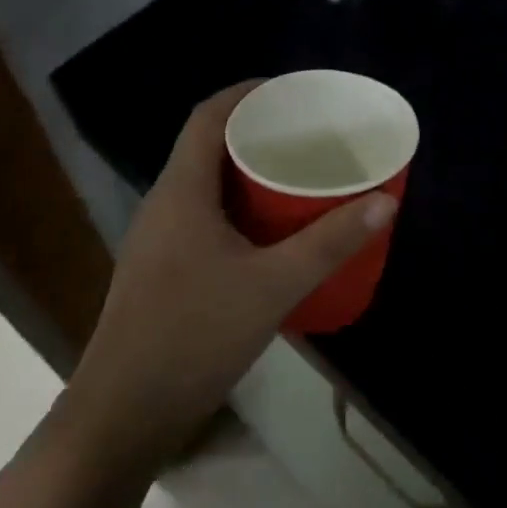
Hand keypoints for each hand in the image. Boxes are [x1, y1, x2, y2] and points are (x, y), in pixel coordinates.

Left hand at [54, 81, 394, 475]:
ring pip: (205, 183)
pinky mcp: (160, 270)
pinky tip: (268, 232)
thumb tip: (384, 201)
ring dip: (245, 171)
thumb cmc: (194, 336)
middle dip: (255, 131)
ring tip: (295, 174)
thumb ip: (329, 243)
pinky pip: (201, 215)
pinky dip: (236, 207)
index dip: (247, 93)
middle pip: (207, 145)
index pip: (209, 115)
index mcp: (181, 190)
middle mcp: (163, 203)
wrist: (122, 417)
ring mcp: (157, 239)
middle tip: (306, 133)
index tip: (291, 91)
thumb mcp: (273, 286)